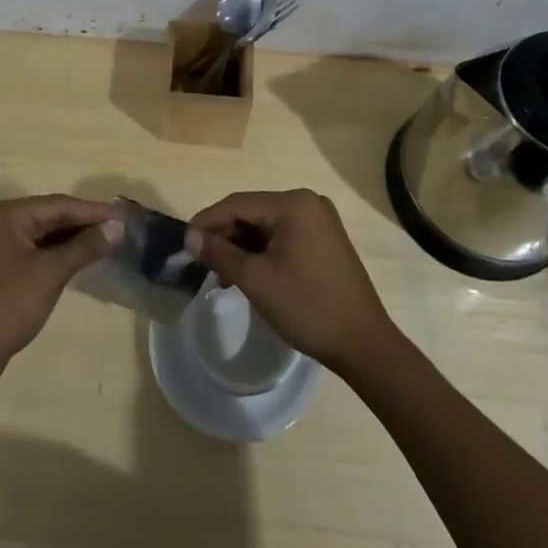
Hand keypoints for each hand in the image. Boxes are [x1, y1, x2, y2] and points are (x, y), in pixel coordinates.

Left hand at [0, 195, 119, 389]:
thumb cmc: (7, 306)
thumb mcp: (50, 274)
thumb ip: (84, 246)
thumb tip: (118, 227)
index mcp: (5, 214)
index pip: (57, 204)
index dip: (92, 211)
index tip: (123, 216)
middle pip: (49, 215)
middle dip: (83, 223)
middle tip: (119, 229)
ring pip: (42, 233)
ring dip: (71, 239)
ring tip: (107, 242)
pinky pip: (33, 249)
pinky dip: (56, 253)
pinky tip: (79, 258)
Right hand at [184, 188, 395, 375]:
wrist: (364, 345)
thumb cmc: (307, 307)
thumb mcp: (256, 280)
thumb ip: (219, 253)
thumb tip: (189, 237)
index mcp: (293, 204)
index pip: (237, 204)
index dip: (206, 222)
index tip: (183, 243)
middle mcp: (307, 203)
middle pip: (252, 213)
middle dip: (224, 236)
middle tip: (200, 261)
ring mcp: (319, 221)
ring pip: (265, 226)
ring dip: (241, 246)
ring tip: (220, 273)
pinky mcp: (324, 240)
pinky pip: (282, 237)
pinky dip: (261, 252)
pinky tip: (246, 273)